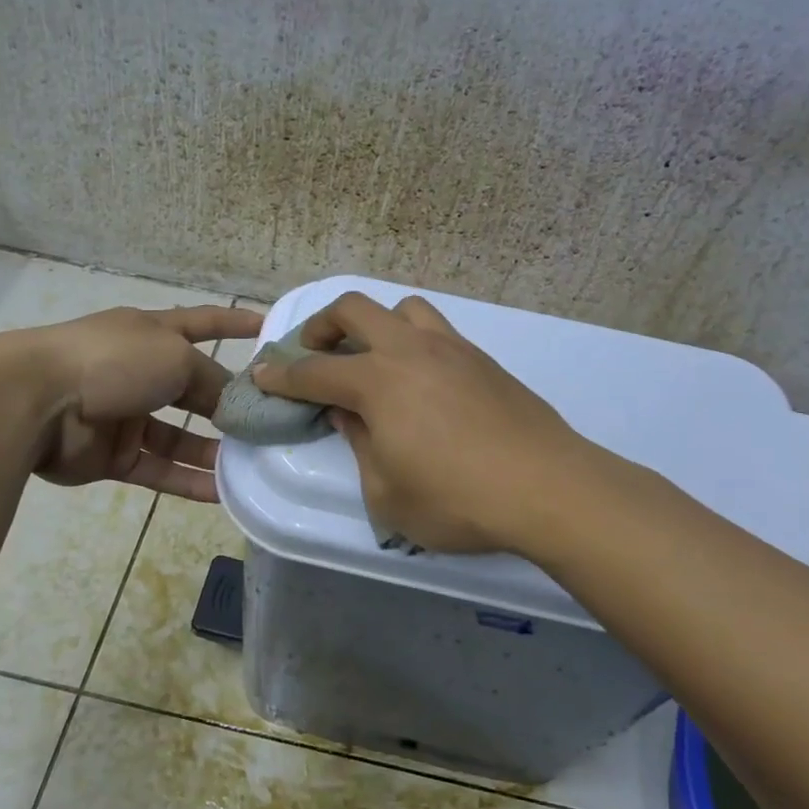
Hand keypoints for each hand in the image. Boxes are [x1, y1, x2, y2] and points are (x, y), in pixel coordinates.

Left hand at [22, 304, 261, 500]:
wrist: (36, 401)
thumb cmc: (113, 361)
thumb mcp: (175, 357)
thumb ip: (211, 378)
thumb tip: (233, 403)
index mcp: (151, 334)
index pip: (201, 323)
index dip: (232, 323)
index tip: (265, 326)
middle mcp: (139, 371)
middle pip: (193, 389)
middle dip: (227, 404)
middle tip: (268, 423)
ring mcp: (124, 415)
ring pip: (179, 436)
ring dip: (213, 450)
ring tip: (252, 464)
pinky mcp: (113, 456)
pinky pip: (159, 469)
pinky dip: (188, 480)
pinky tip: (222, 493)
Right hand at [251, 292, 584, 551]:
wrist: (546, 487)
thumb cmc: (457, 501)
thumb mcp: (387, 494)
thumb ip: (360, 447)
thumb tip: (348, 414)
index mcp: (377, 383)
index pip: (314, 372)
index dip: (282, 375)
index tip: (261, 372)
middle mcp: (409, 351)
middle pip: (354, 310)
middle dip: (322, 326)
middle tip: (314, 352)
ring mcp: (451, 349)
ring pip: (402, 308)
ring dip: (375, 323)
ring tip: (373, 357)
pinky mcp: (483, 359)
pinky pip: (437, 330)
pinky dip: (413, 340)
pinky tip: (421, 377)